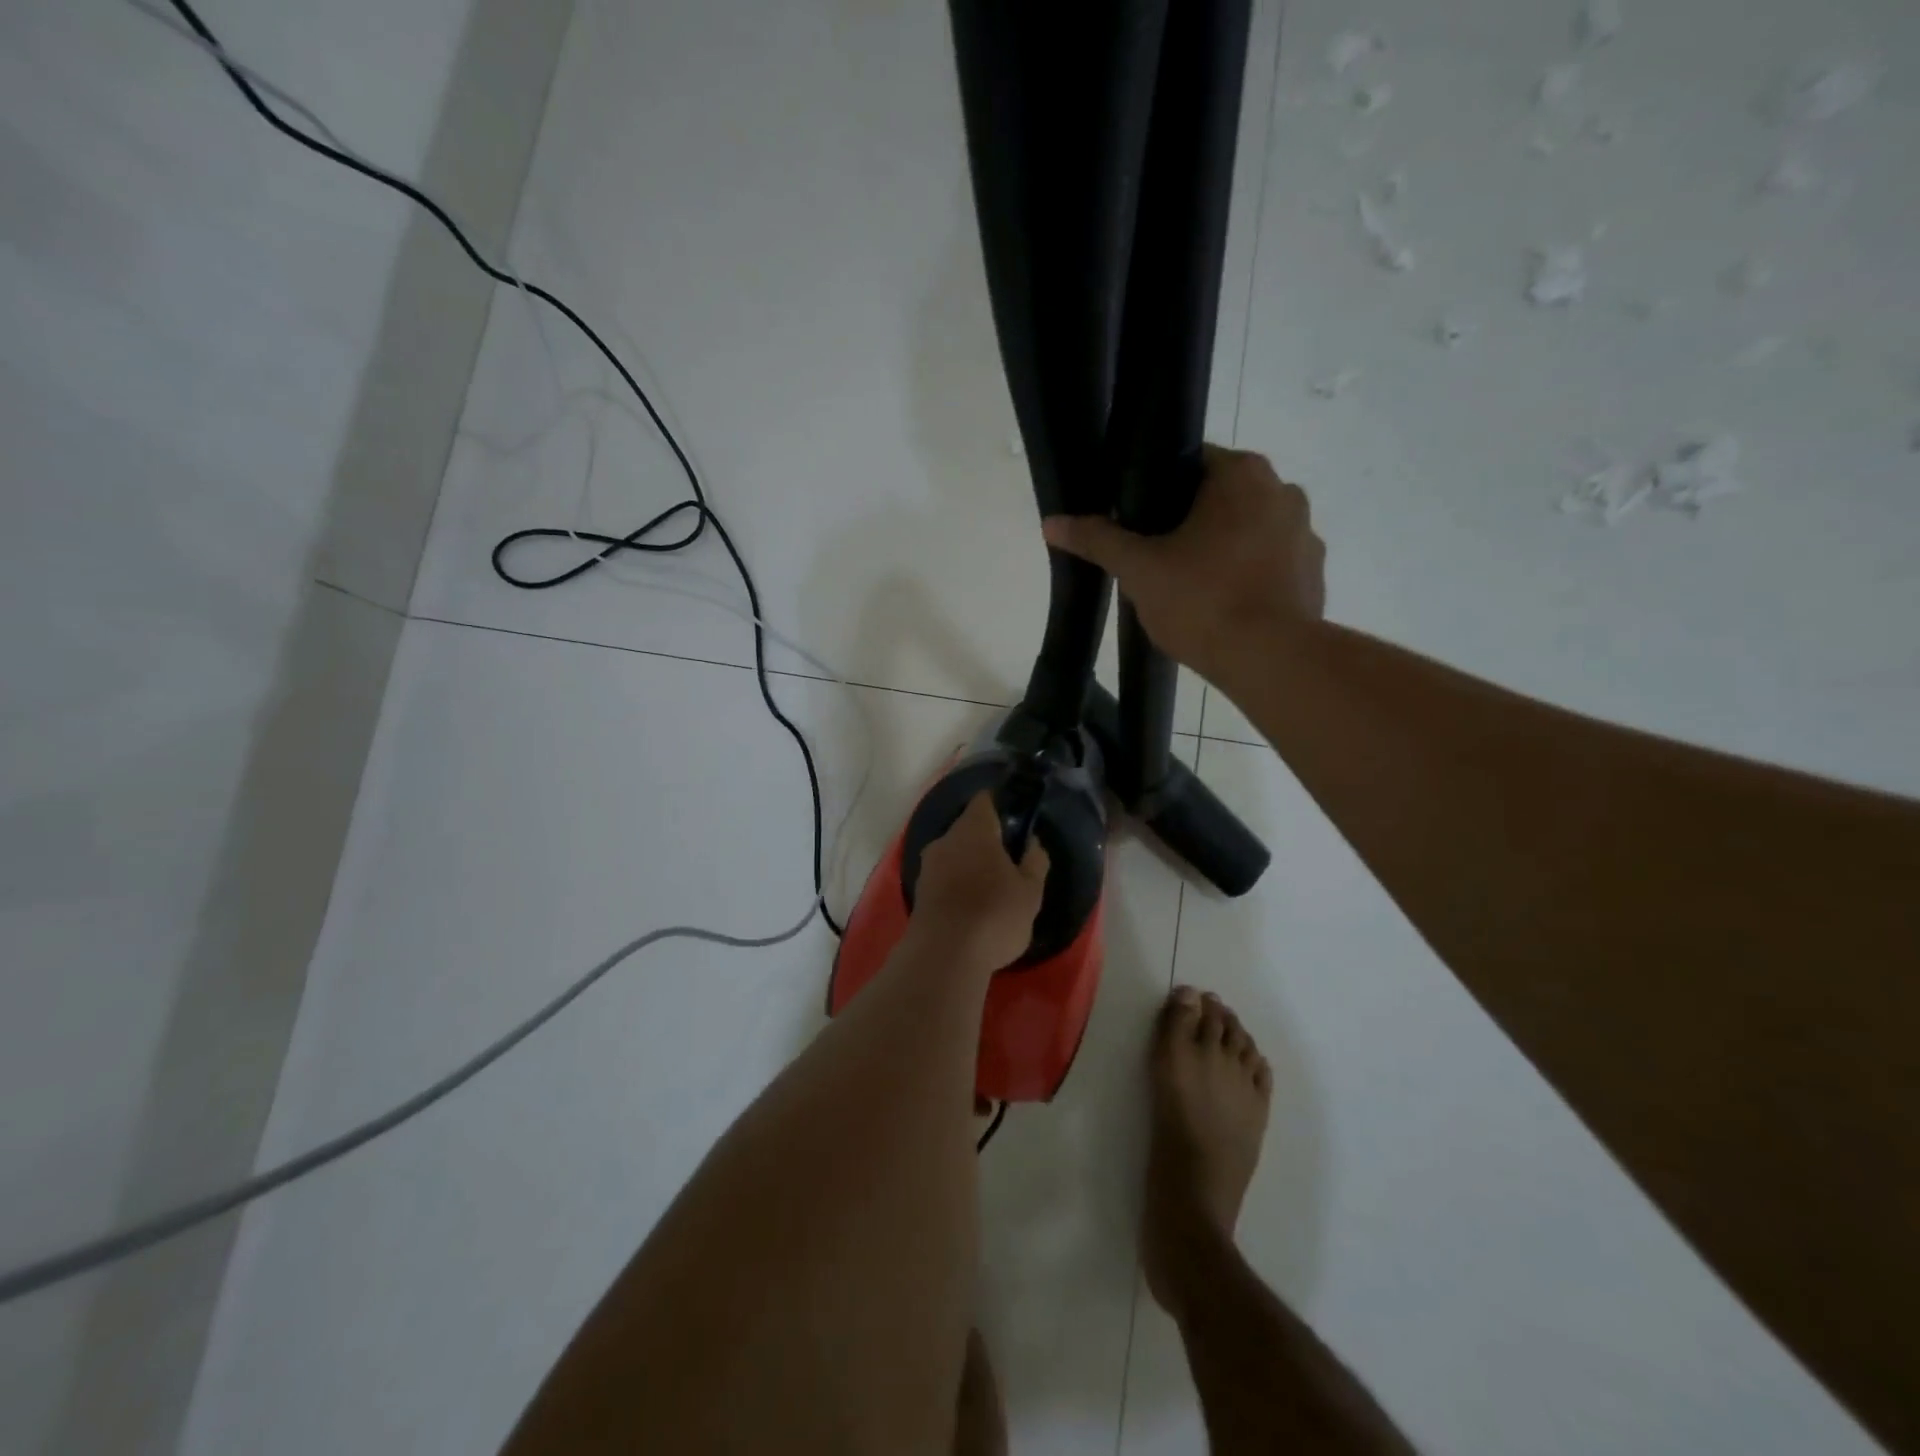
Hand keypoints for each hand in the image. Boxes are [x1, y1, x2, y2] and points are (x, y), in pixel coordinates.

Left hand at [910, 792, 1049, 970]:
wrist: (943, 956)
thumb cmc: (994, 915)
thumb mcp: (1030, 892)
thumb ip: (1035, 862)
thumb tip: (1032, 843)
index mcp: (974, 830)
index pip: (984, 801)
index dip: (1000, 806)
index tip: (1015, 822)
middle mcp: (945, 840)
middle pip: (967, 829)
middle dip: (986, 841)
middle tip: (1009, 862)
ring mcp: (927, 866)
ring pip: (953, 854)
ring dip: (970, 865)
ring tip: (991, 889)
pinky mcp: (918, 892)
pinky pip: (943, 878)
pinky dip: (956, 885)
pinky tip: (971, 907)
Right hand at [1041, 446, 1324, 686]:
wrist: (1270, 660)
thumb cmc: (1202, 601)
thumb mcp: (1139, 569)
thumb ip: (1097, 540)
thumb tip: (1052, 522)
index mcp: (1241, 474)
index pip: (1190, 462)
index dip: (1158, 490)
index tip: (1138, 522)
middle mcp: (1283, 491)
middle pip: (1221, 497)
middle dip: (1190, 523)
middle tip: (1157, 559)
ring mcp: (1306, 533)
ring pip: (1249, 531)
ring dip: (1223, 549)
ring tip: (1192, 589)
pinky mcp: (1315, 574)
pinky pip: (1272, 564)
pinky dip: (1250, 577)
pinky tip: (1226, 608)